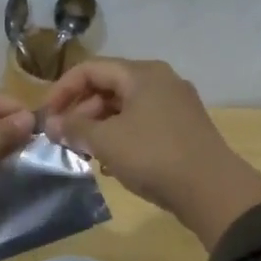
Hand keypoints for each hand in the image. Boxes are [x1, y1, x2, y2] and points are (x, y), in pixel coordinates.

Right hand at [43, 58, 260, 248]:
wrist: (213, 191)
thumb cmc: (154, 156)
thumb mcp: (106, 141)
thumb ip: (75, 128)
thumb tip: (53, 123)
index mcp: (142, 74)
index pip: (90, 69)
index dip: (62, 89)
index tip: (47, 116)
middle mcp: (161, 81)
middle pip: (108, 86)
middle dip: (81, 111)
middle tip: (64, 137)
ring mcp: (175, 105)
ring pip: (124, 107)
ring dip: (99, 126)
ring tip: (84, 153)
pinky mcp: (183, 128)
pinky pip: (141, 123)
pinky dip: (121, 136)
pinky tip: (112, 163)